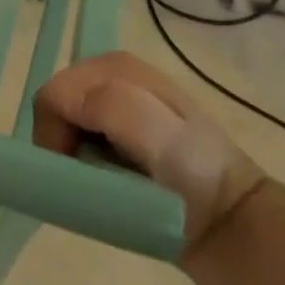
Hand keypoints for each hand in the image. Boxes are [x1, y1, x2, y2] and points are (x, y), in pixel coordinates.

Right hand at [34, 51, 264, 245]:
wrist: (231, 218)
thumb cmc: (195, 176)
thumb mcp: (161, 136)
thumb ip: (113, 106)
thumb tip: (63, 102)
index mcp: (115, 66)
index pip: (53, 95)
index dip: (54, 133)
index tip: (75, 168)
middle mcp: (109, 75)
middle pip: (55, 106)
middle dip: (61, 141)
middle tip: (89, 176)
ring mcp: (112, 102)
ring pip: (63, 124)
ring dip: (71, 153)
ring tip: (102, 178)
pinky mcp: (114, 129)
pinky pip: (76, 138)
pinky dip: (80, 160)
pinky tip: (106, 176)